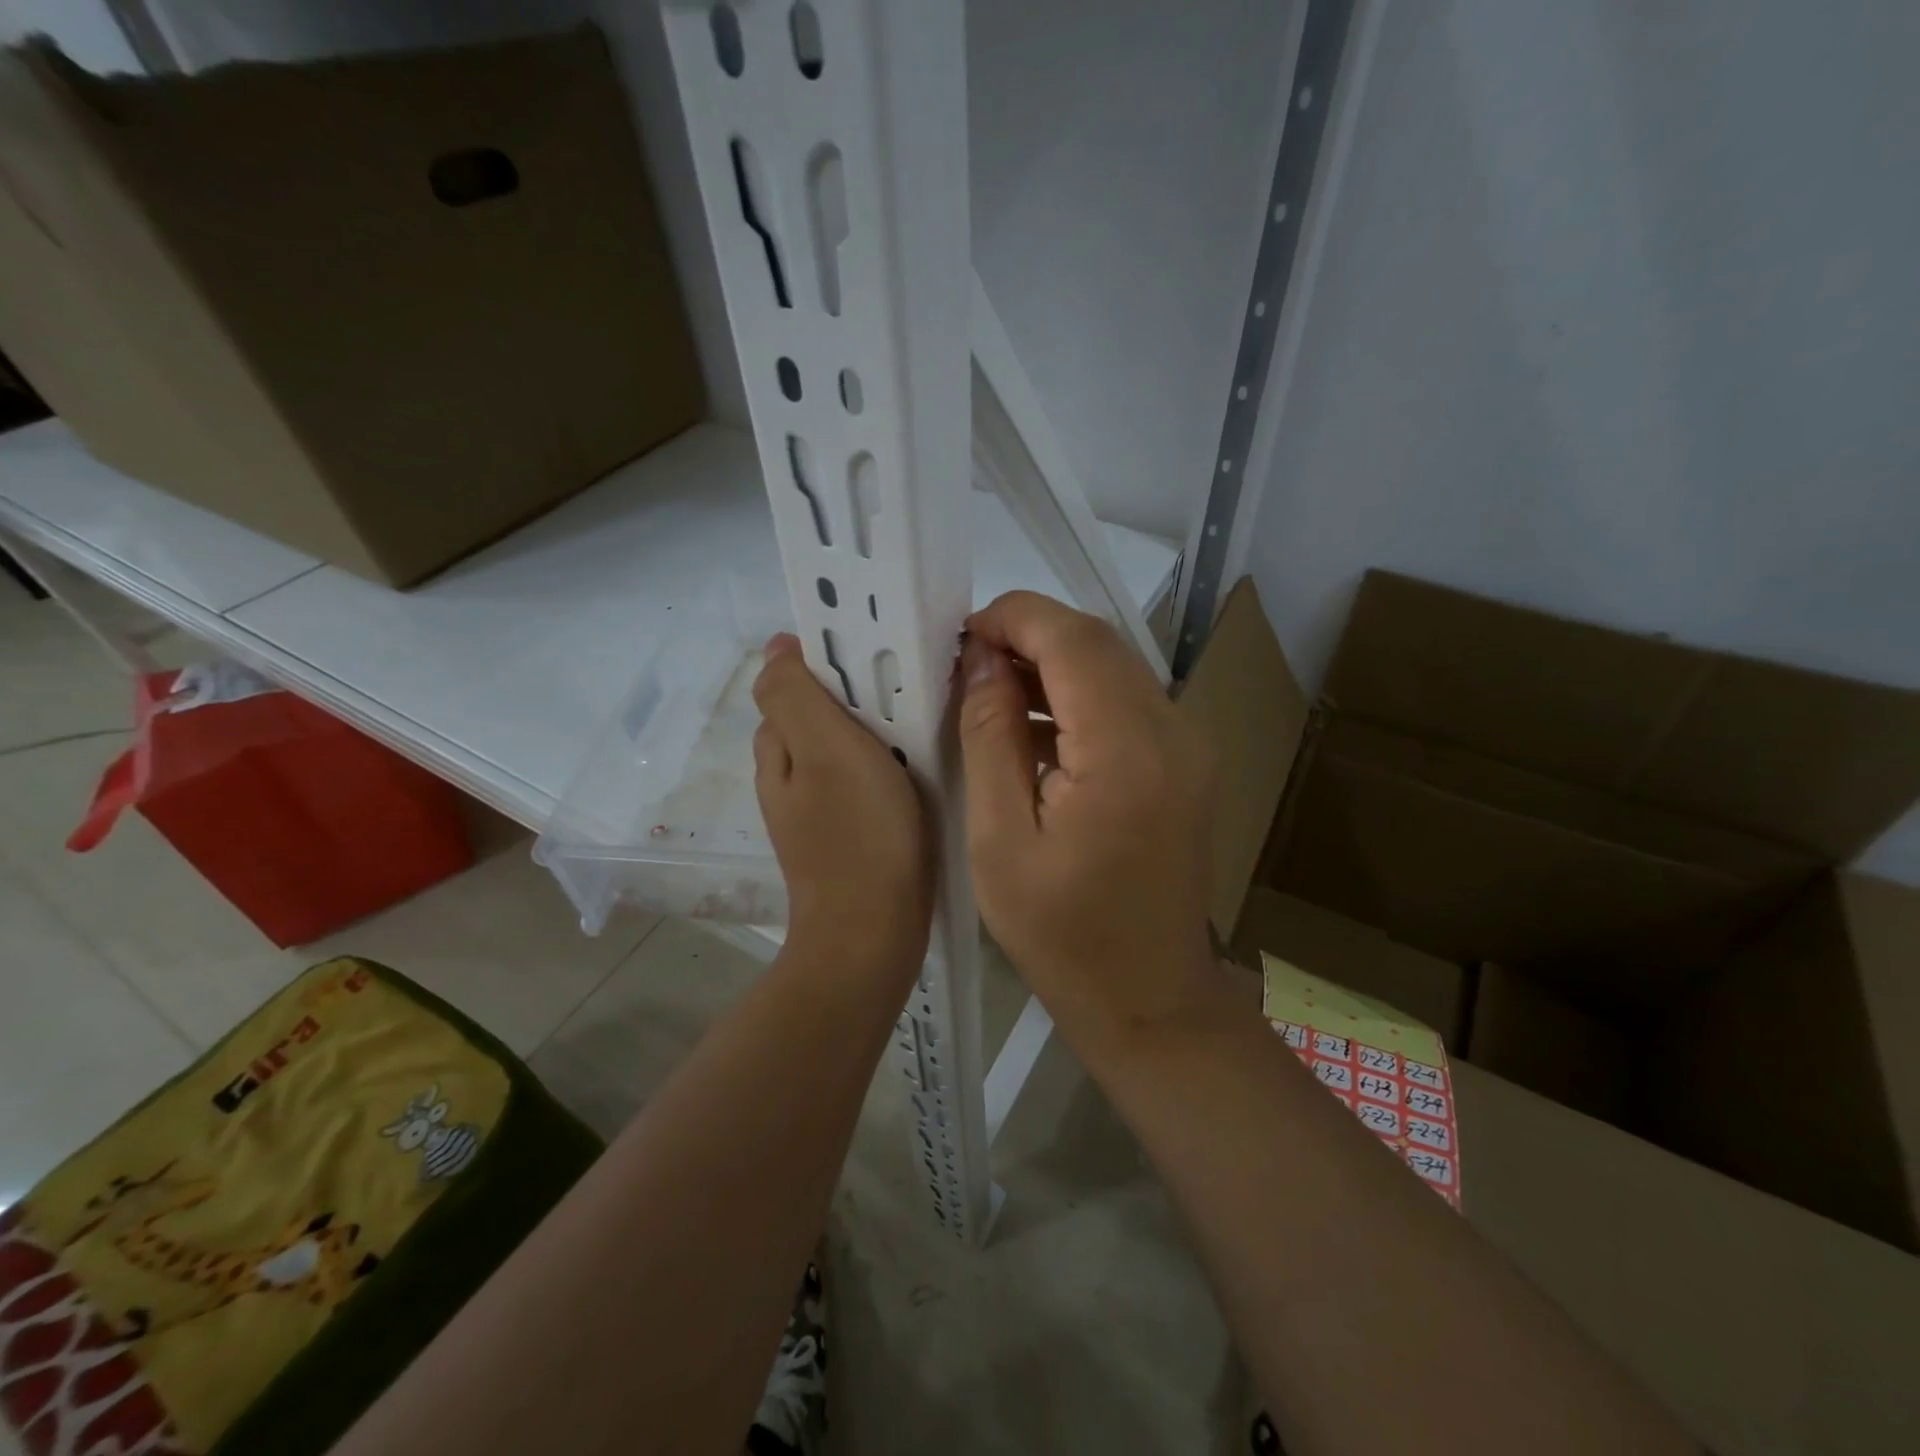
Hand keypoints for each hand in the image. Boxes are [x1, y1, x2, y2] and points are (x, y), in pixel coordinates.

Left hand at [754, 634, 932, 975]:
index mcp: (778, 749)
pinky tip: (917, 769)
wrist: (872, 934)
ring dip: (875, 729)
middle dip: (856, 693)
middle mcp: (789, 776)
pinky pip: (863, 780)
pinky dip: (884, 765)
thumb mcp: (824, 750)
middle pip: (819, 713)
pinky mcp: (847, 833)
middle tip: (908, 688)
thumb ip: (794, 695)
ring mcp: (817, 808)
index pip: (791, 682)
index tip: (878, 654)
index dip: (828, 659)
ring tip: (921, 722)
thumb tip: (776, 647)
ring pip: (843, 747)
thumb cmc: (857, 835)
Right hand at [958, 593, 1216, 1052]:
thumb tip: (982, 660)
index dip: (1013, 618)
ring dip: (1054, 663)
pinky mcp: (1189, 762)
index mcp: (1126, 754)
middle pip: (1099, 642)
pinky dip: (1080, 695)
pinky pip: (1129, 700)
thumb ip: (990, 737)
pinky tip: (1037, 729)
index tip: (961, 638)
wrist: (1148, 998)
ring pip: (1116, 665)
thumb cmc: (1060, 935)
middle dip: (1030, 635)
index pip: (1073, 639)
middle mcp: (1174, 733)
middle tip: (969, 666)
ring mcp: (1191, 746)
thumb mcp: (999, 839)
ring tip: (994, 694)